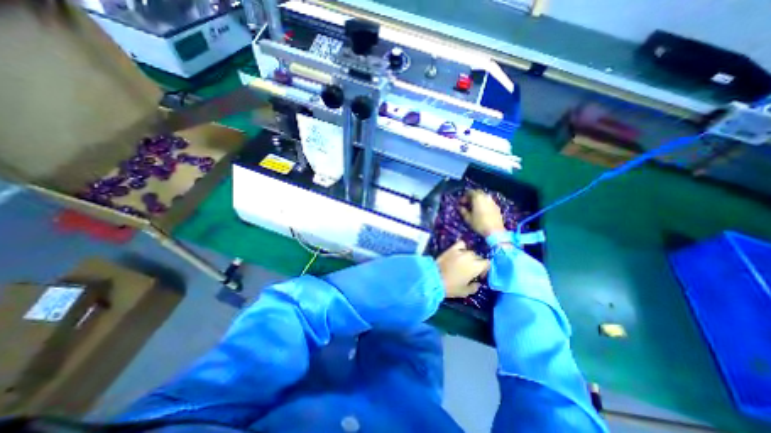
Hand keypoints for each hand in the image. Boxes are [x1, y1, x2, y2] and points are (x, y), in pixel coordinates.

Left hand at [437, 240, 489, 296]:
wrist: (434, 279)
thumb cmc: (451, 287)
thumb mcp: (465, 292)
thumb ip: (474, 287)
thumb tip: (477, 283)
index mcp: (476, 267)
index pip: (487, 263)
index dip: (485, 270)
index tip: (479, 276)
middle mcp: (470, 257)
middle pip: (478, 257)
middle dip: (477, 264)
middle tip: (470, 271)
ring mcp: (460, 251)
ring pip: (470, 251)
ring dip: (469, 256)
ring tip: (464, 262)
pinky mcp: (451, 249)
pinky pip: (460, 244)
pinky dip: (462, 247)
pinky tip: (459, 252)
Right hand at [457, 190, 507, 236]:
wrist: (495, 231)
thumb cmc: (479, 223)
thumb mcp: (468, 218)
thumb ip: (463, 211)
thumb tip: (459, 207)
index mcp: (477, 197)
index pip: (469, 192)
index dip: (464, 196)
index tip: (460, 203)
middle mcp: (486, 197)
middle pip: (477, 192)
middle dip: (471, 197)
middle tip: (467, 204)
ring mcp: (492, 201)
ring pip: (483, 197)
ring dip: (478, 200)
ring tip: (474, 207)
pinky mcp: (497, 206)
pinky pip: (488, 202)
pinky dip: (483, 203)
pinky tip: (481, 211)